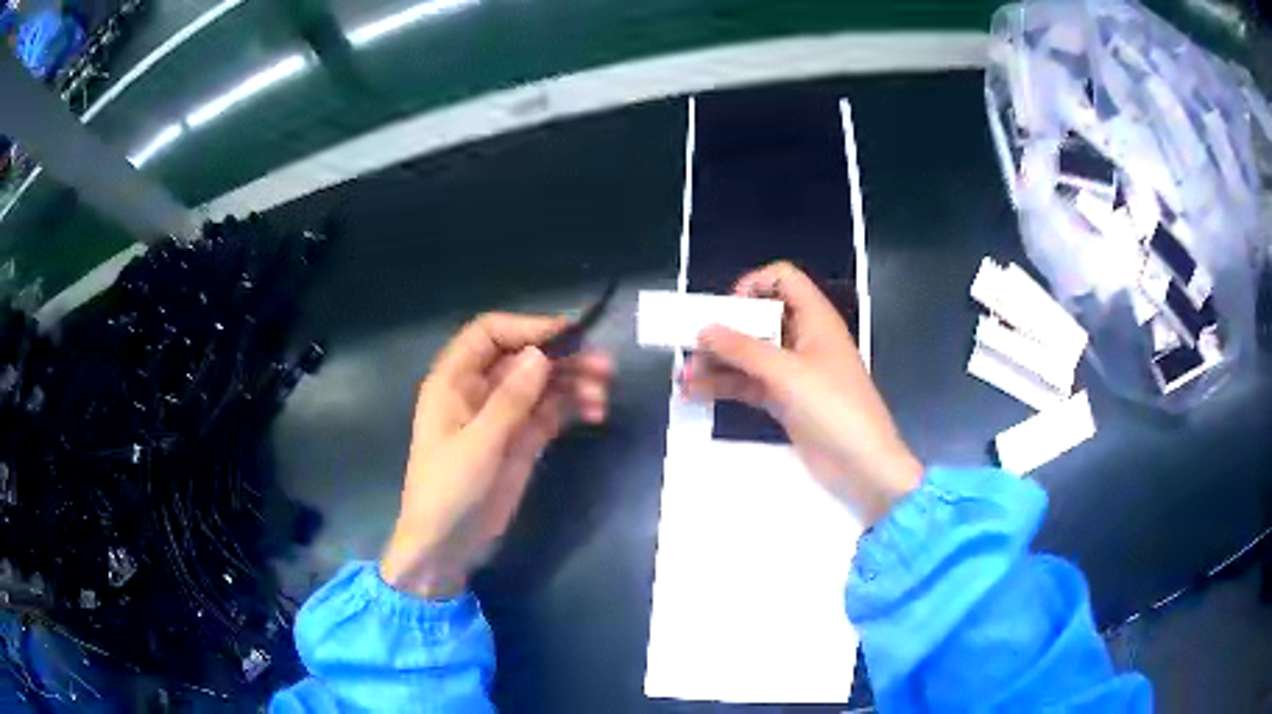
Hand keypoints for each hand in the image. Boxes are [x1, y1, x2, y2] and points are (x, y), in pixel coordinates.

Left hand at [380, 313, 612, 597]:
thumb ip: (510, 400)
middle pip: (523, 357)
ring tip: (605, 391)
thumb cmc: (448, 491)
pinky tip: (595, 412)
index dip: (527, 327)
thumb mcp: (478, 445)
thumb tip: (541, 354)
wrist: (445, 547)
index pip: (488, 334)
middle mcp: (478, 391)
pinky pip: (549, 413)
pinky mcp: (520, 441)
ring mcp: (502, 417)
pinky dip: (572, 407)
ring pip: (541, 385)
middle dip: (561, 357)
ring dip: (573, 382)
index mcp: (453, 381)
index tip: (568, 334)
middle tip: (604, 366)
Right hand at [683, 262, 921, 524]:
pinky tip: (695, 392)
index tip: (726, 310)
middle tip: (689, 346)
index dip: (753, 286)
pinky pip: (748, 384)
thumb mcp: (787, 374)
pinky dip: (723, 386)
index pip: (783, 280)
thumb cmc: (835, 408)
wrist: (862, 466)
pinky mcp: (784, 401)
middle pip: (759, 319)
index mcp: (815, 319)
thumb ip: (743, 349)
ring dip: (717, 362)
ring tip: (683, 376)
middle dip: (723, 330)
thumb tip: (704, 329)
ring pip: (749, 355)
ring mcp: (793, 372)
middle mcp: (803, 339)